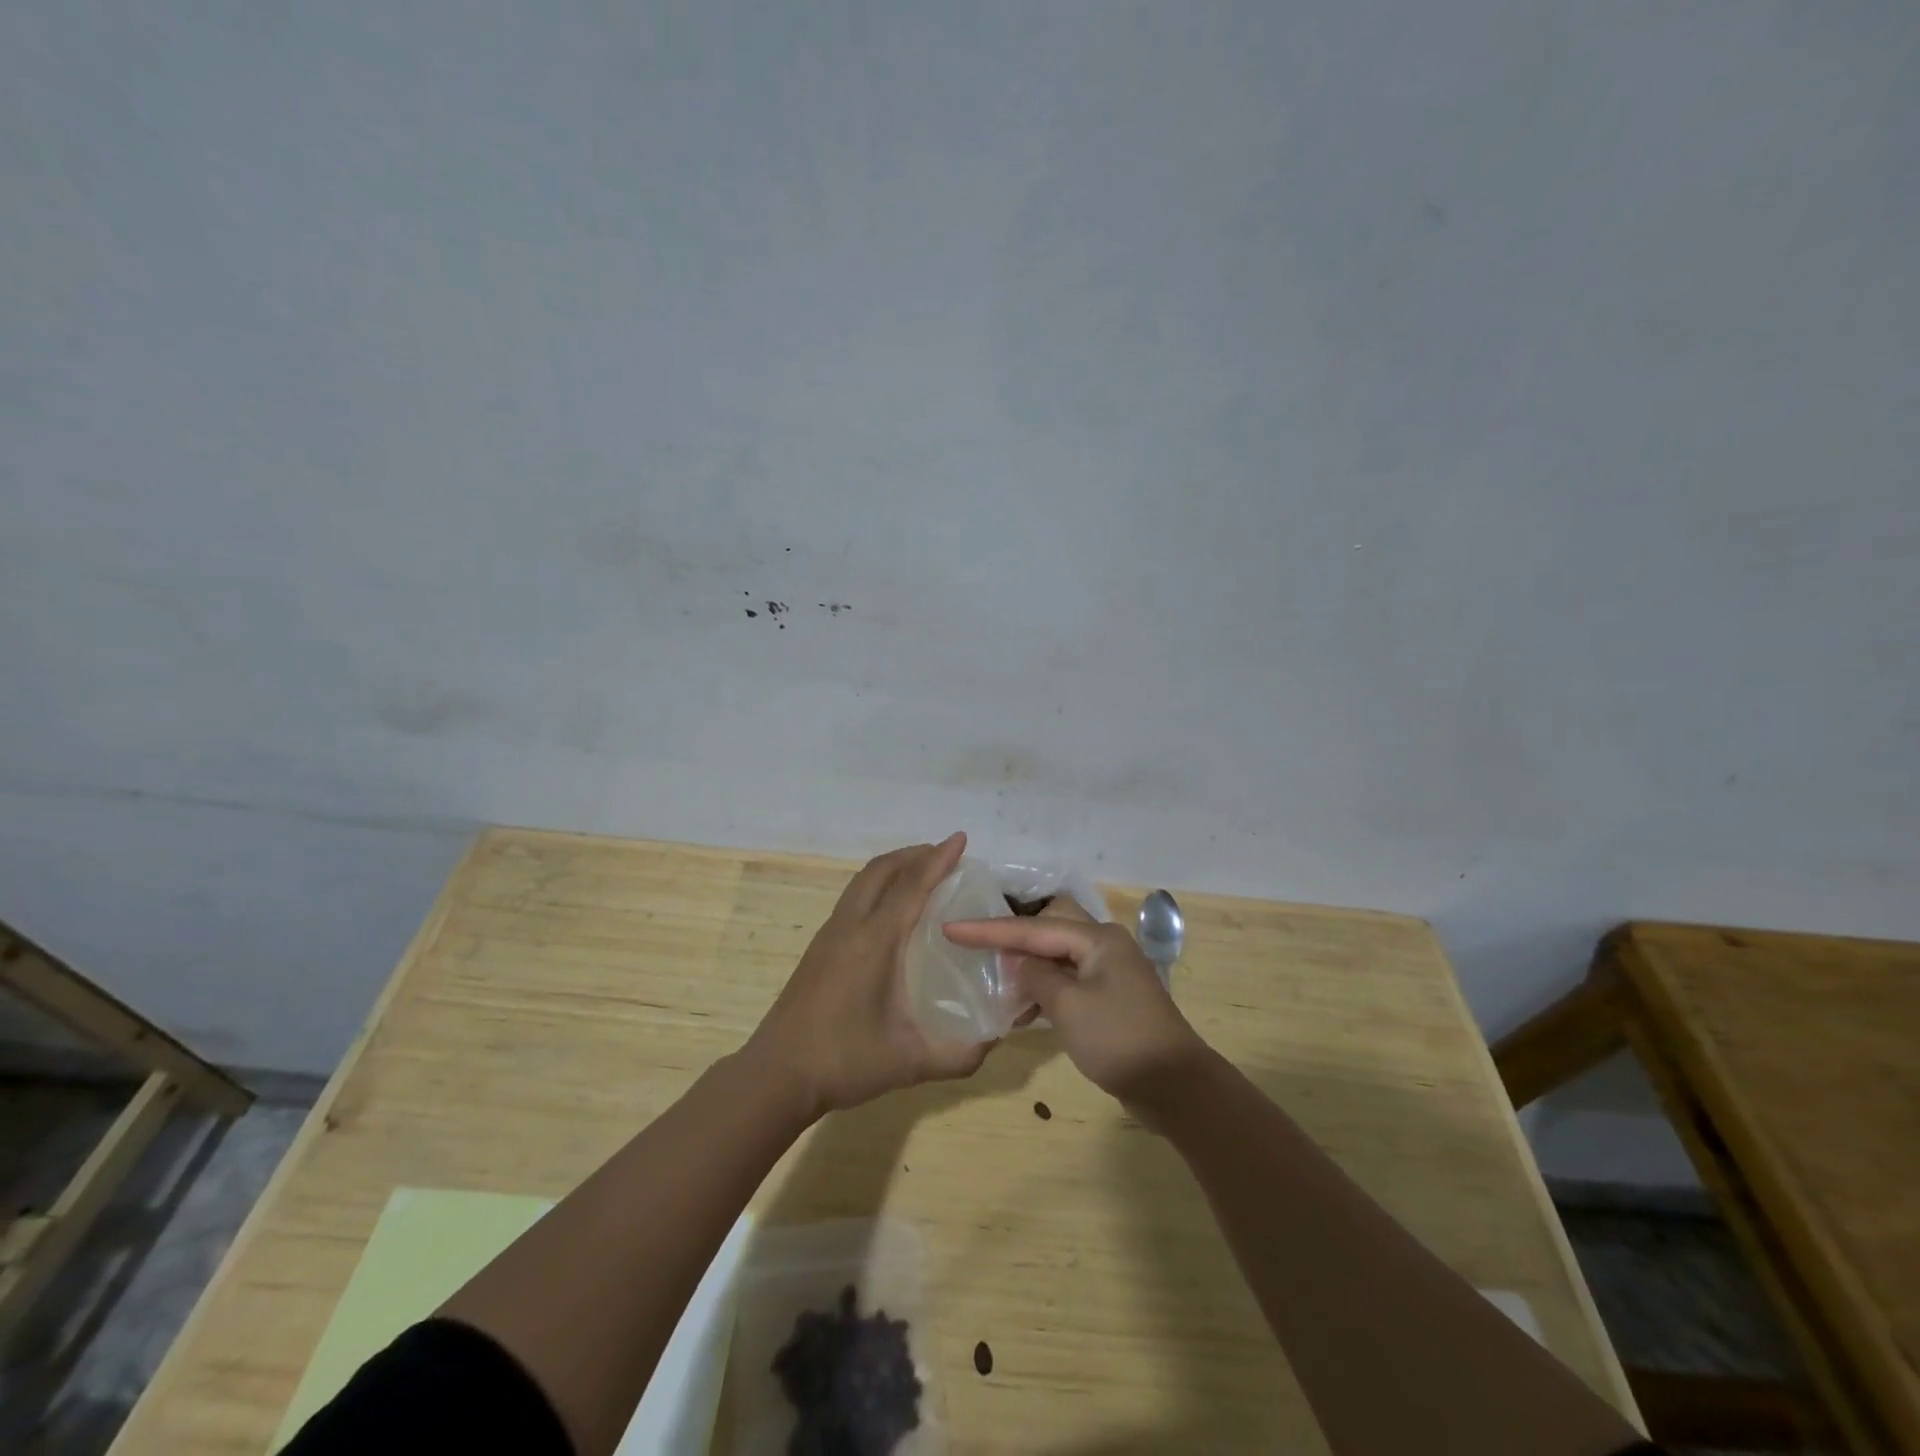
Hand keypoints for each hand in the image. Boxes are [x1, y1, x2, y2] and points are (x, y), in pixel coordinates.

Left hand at [747, 832, 994, 1119]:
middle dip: (915, 854)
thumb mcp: (912, 1062)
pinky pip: (853, 897)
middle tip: (946, 854)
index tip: (960, 839)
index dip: (938, 860)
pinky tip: (891, 909)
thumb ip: (961, 1054)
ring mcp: (830, 934)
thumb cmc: (845, 1062)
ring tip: (922, 872)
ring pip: (863, 881)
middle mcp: (851, 926)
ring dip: (894, 867)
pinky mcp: (820, 947)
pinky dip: (878, 885)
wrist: (777, 1074)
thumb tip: (997, 1039)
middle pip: (881, 870)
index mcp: (875, 942)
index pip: (911, 886)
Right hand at [942, 908, 1207, 1109]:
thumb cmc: (1118, 1040)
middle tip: (975, 944)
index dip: (988, 930)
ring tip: (995, 981)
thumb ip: (1036, 977)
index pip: (1032, 929)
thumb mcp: (1068, 1007)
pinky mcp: (1111, 996)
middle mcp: (1104, 945)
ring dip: (1028, 968)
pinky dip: (1045, 989)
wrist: (1175, 1086)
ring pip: (1057, 957)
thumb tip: (1020, 965)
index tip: (951, 928)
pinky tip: (1024, 1008)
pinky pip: (1069, 980)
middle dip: (1011, 938)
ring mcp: (1110, 971)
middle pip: (1047, 931)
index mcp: (1097, 939)